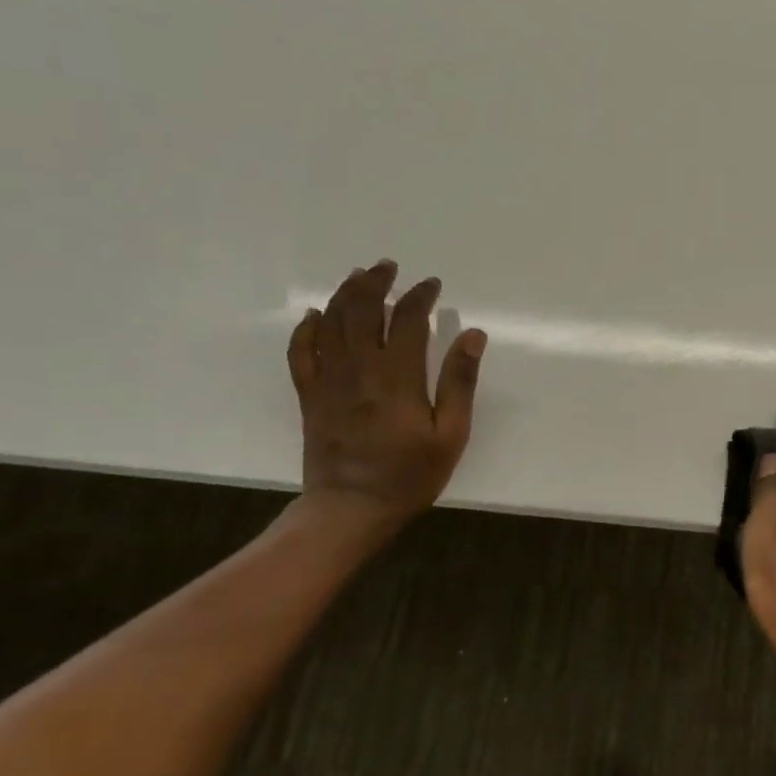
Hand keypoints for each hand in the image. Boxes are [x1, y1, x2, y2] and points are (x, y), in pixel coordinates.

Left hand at [285, 260, 486, 535]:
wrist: (351, 508)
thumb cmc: (410, 474)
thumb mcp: (450, 433)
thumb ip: (459, 382)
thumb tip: (473, 335)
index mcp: (397, 377)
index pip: (406, 320)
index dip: (419, 296)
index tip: (432, 285)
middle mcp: (358, 369)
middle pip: (361, 310)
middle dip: (376, 283)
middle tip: (389, 267)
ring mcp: (328, 380)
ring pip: (330, 323)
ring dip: (344, 294)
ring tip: (358, 277)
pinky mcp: (310, 395)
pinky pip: (301, 351)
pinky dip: (307, 328)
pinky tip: (315, 316)